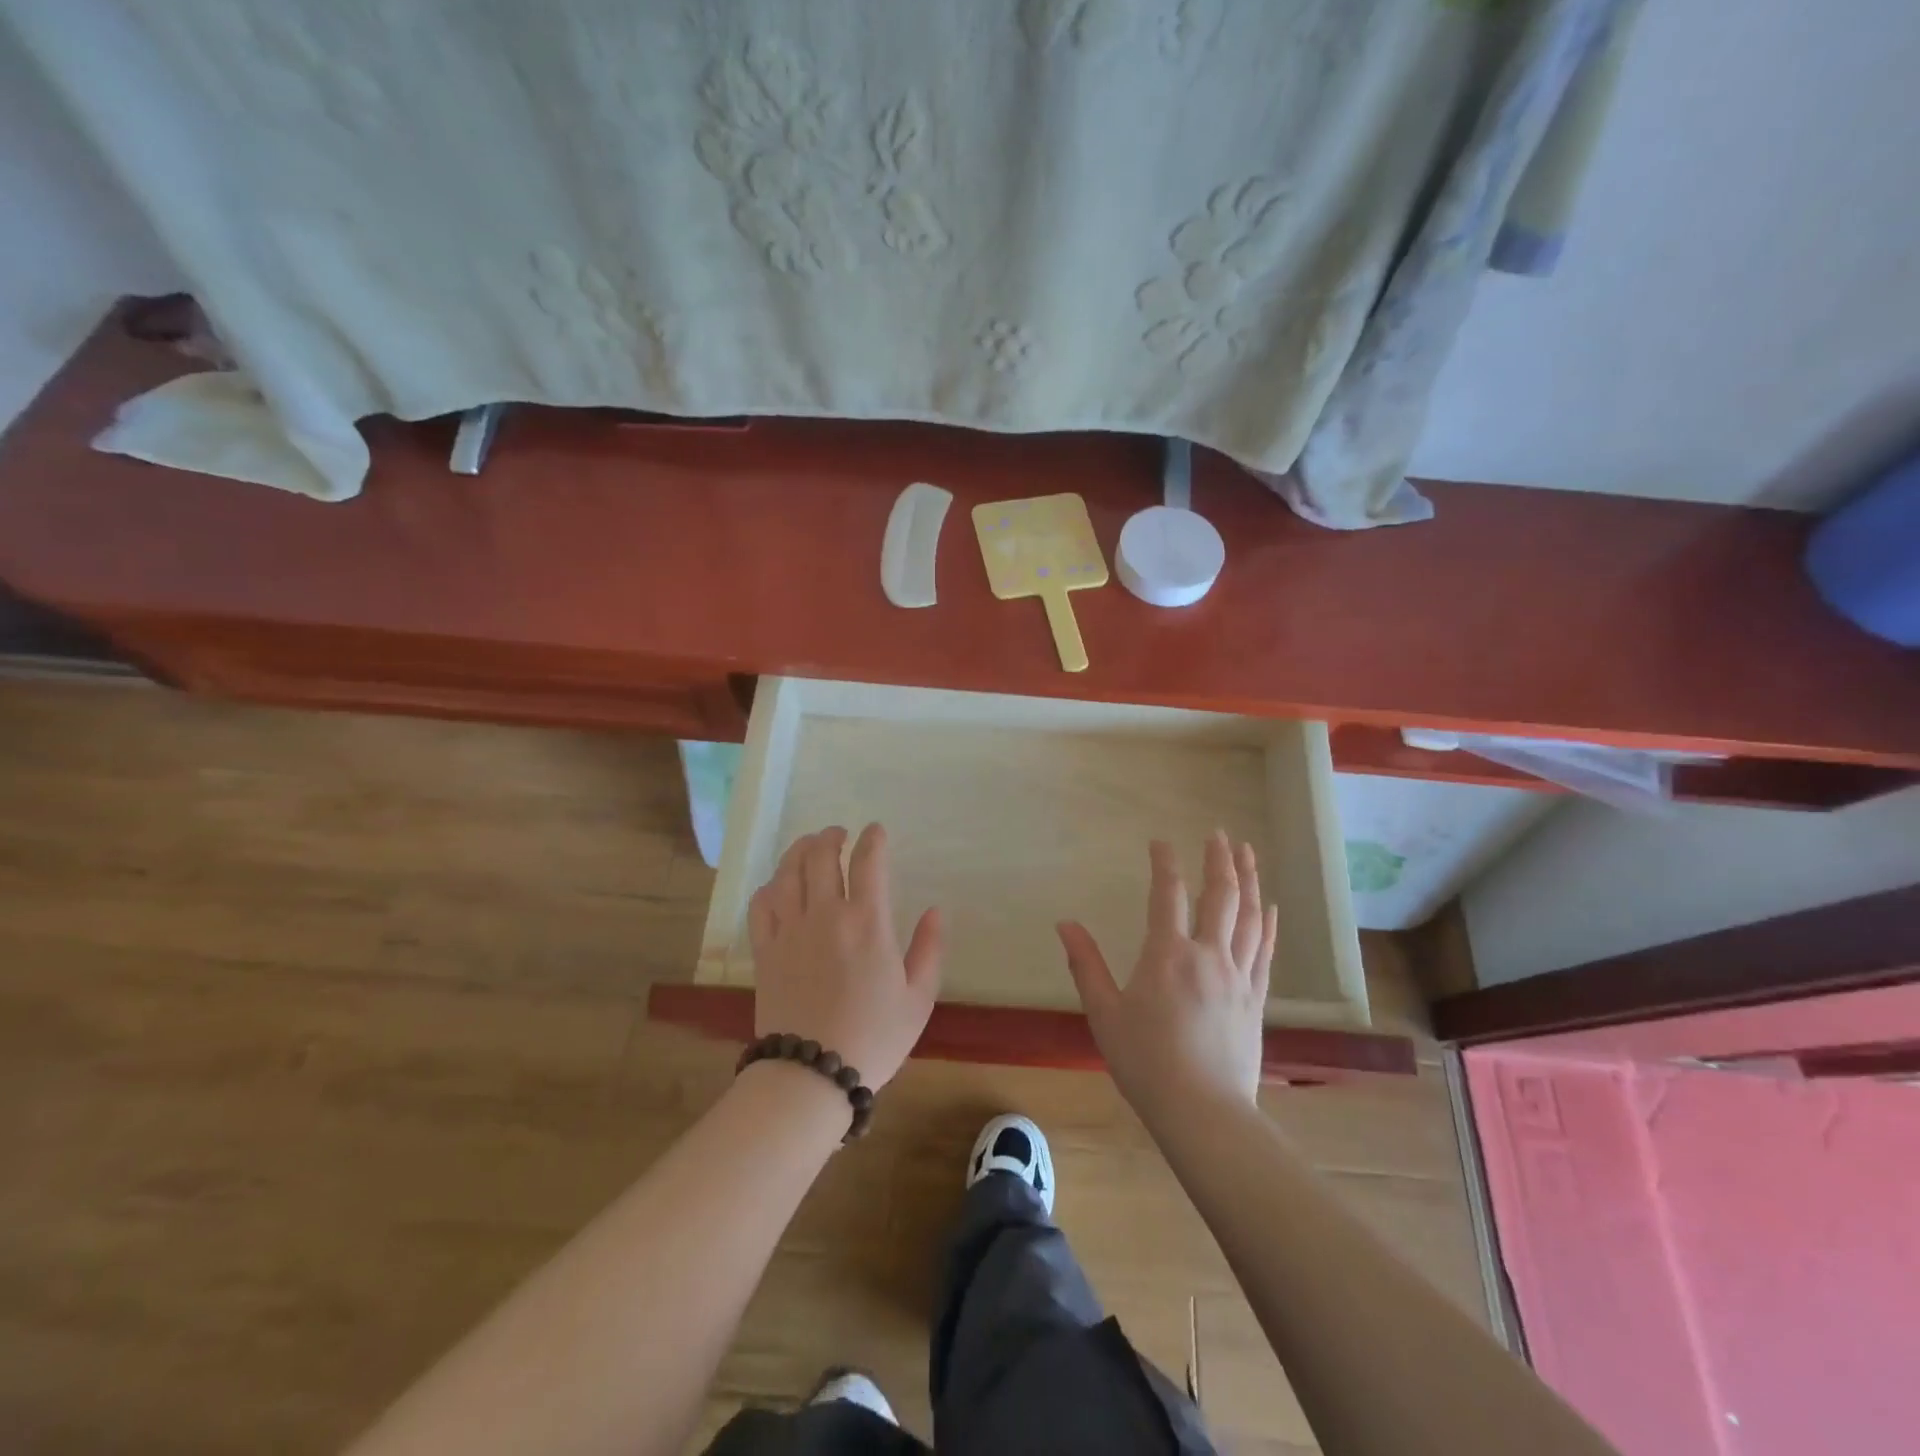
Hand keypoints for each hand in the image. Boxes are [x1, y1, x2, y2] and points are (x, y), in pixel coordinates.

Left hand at [748, 824, 943, 1089]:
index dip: (873, 839)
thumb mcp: (918, 998)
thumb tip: (935, 910)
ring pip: (788, 871)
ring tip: (809, 846)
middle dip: (832, 837)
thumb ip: (929, 948)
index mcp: (868, 921)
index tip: (876, 831)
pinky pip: (762, 903)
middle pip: (822, 856)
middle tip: (839, 834)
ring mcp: (790, 929)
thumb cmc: (874, 1037)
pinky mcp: (765, 949)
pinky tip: (779, 886)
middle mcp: (826, 914)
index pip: (869, 862)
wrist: (811, 1073)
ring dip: (800, 850)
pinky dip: (771, 886)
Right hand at [1057, 832, 1277, 1118]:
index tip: (1160, 842)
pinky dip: (1267, 922)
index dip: (1164, 863)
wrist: (1203, 1112)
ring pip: (1249, 916)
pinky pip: (1265, 950)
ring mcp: (1238, 976)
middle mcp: (1208, 955)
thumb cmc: (1146, 1062)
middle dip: (1219, 860)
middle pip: (1220, 896)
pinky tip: (1269, 906)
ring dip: (1249, 880)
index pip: (1168, 894)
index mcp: (1168, 955)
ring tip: (1248, 853)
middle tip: (1219, 833)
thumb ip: (1085, 965)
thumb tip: (1065, 924)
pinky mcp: (1256, 998)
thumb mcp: (1104, 1013)